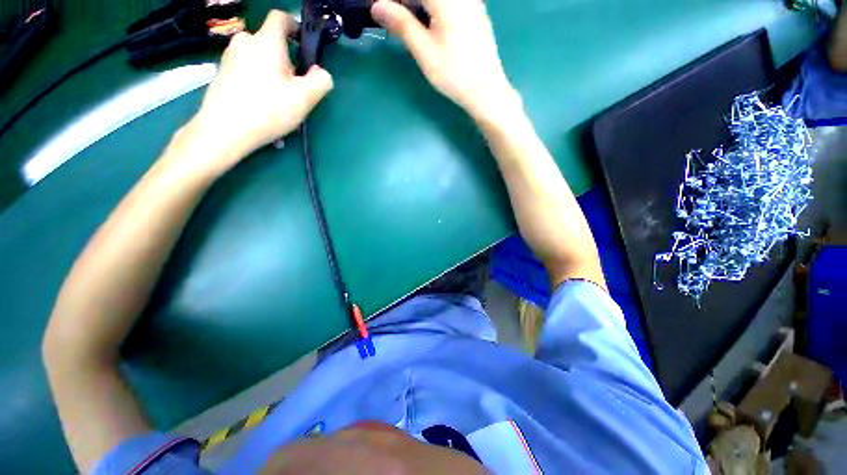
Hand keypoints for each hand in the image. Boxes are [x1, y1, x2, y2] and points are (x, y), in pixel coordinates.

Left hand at [187, 10, 333, 174]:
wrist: (224, 130)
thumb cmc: (268, 109)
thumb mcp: (305, 98)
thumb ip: (321, 81)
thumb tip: (321, 73)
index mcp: (267, 42)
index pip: (281, 18)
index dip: (295, 28)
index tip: (303, 48)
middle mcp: (245, 42)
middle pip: (271, 44)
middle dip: (286, 63)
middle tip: (294, 89)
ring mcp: (230, 58)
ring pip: (259, 61)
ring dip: (273, 78)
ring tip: (280, 107)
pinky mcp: (222, 74)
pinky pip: (248, 75)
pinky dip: (259, 88)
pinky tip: (264, 112)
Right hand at [371, 0, 519, 122]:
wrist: (486, 91)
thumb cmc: (454, 74)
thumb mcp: (424, 51)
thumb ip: (401, 24)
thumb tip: (377, 6)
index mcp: (447, 0)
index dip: (397, 1)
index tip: (383, 10)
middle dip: (407, 3)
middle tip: (393, 17)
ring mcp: (471, 2)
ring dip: (419, 6)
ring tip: (408, 22)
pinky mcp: (475, 13)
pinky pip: (450, 3)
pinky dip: (434, 9)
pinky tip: (428, 24)